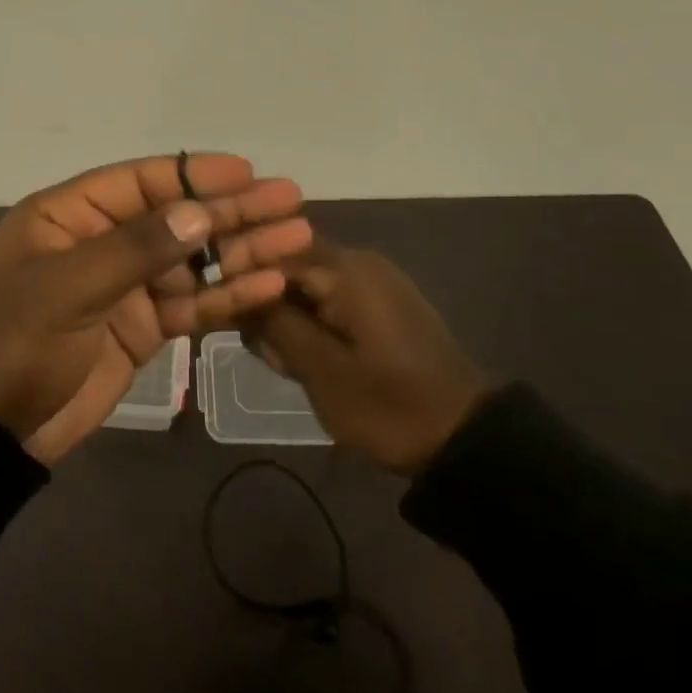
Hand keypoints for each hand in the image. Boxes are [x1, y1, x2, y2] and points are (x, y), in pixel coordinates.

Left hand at [0, 154, 312, 463]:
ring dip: (241, 251)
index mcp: (69, 216)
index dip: (193, 175)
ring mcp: (124, 287)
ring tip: (297, 237)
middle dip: (230, 211)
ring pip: (191, 261)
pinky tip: (269, 283)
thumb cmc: (15, 343)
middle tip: (290, 200)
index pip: (140, 183)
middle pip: (175, 219)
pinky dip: (227, 296)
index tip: (246, 172)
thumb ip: (136, 249)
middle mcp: (100, 242)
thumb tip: (199, 214)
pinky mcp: (142, 329)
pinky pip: (191, 304)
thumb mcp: (68, 287)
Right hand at [250, 241, 488, 473]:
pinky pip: (328, 300)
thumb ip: (273, 323)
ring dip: (287, 320)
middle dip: (266, 306)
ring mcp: (372, 282)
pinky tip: (309, 361)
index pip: (270, 252)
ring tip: (289, 366)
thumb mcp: (320, 369)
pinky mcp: (380, 305)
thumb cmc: (387, 405)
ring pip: (304, 287)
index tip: (226, 317)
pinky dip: (311, 325)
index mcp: (344, 269)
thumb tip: (236, 290)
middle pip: (286, 267)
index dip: (241, 281)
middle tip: (267, 354)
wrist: (465, 439)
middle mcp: (357, 261)